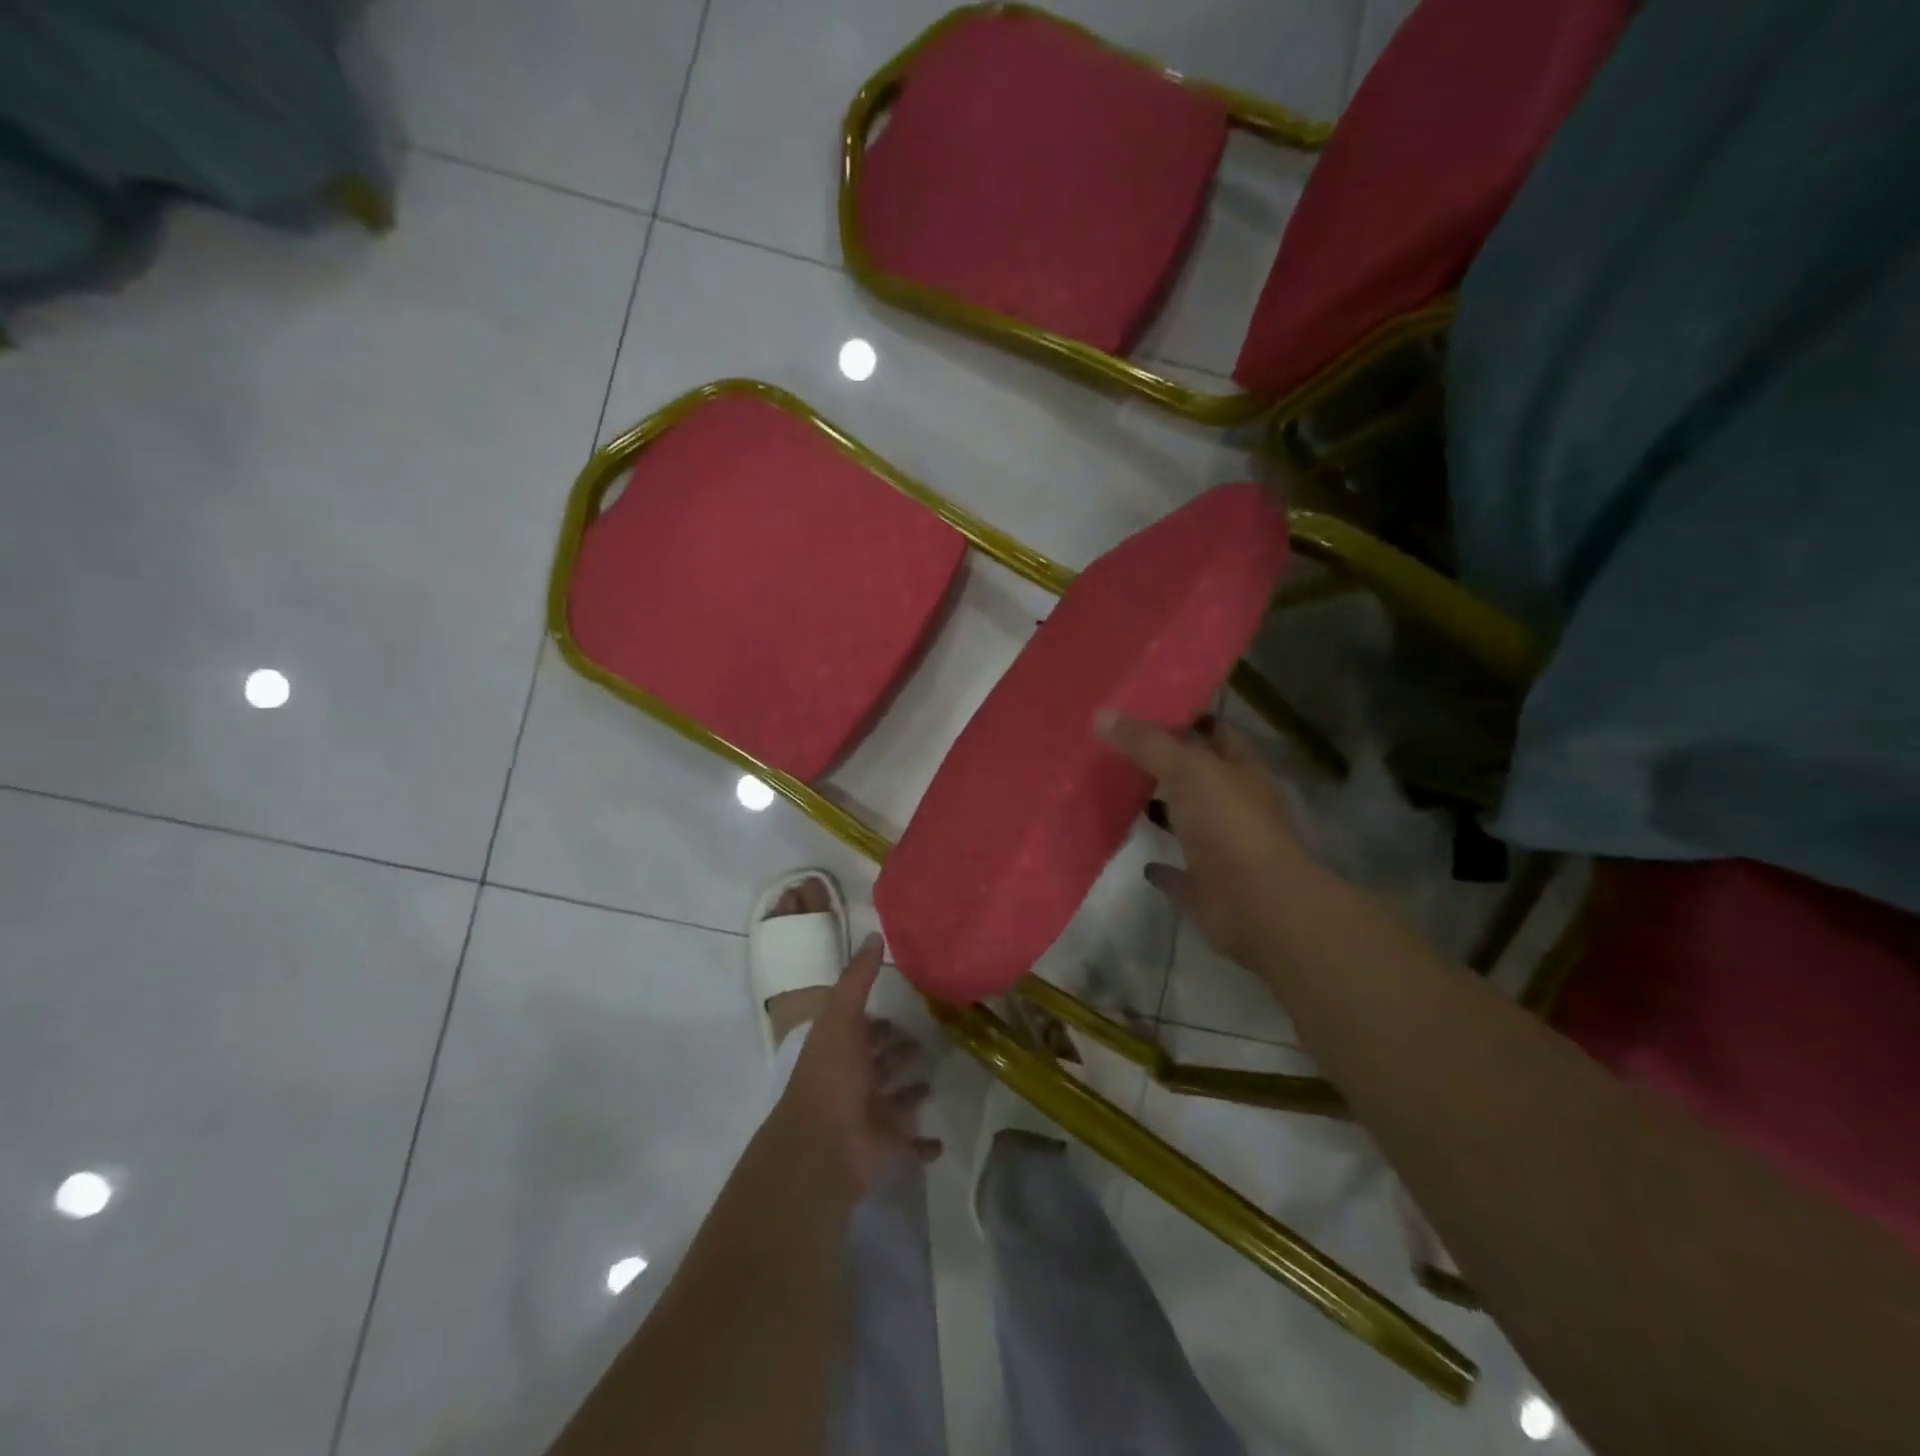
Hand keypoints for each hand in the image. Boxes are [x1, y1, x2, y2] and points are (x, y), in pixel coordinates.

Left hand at [770, 934, 941, 1201]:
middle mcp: (853, 1082)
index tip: (904, 1010)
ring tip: (935, 1082)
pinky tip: (940, 1140)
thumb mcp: (842, 1016)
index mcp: (841, 1051)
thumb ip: (858, 978)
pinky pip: (910, 1146)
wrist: (823, 1146)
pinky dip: (924, 1145)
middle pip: (879, 1064)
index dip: (878, 1022)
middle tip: (928, 1042)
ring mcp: (871, 1118)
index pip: (862, 1031)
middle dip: (898, 1053)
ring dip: (910, 1095)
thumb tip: (874, 935)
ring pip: (895, 1102)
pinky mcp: (888, 1149)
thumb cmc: (832, 1074)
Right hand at [1099, 712, 1330, 970]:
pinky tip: (1140, 860)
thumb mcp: (1188, 770)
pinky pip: (1179, 873)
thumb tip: (1102, 714)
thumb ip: (1147, 743)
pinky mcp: (1206, 887)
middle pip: (1200, 777)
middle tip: (1121, 749)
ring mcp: (1223, 849)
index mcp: (1242, 772)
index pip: (1218, 733)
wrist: (1258, 905)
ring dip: (1164, 812)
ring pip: (1190, 823)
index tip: (1148, 709)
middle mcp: (1236, 806)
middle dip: (1168, 764)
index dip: (1190, 719)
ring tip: (1120, 796)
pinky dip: (1162, 868)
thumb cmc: (1229, 825)